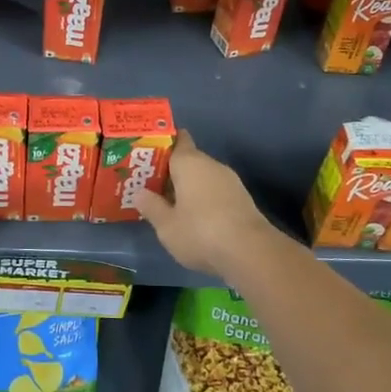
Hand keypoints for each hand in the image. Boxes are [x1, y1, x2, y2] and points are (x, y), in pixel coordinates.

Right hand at [132, 131, 277, 276]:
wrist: (250, 251)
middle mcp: (211, 164)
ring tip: (170, 204)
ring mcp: (230, 181)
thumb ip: (151, 206)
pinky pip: (216, 192)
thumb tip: (140, 193)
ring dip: (189, 187)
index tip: (149, 154)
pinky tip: (195, 218)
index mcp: (189, 162)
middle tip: (151, 185)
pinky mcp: (242, 199)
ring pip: (203, 177)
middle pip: (189, 160)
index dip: (163, 144)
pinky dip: (204, 199)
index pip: (177, 140)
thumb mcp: (167, 225)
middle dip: (172, 171)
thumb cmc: (200, 232)